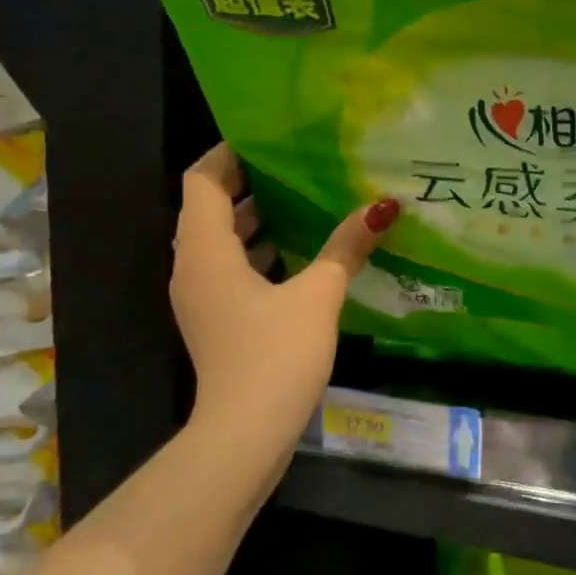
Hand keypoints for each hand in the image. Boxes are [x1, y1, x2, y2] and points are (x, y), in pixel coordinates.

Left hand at [171, 144, 396, 453]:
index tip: (266, 138)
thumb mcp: (318, 295)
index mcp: (205, 250)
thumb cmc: (275, 354)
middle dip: (248, 184)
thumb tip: (383, 207)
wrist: (244, 435)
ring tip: (303, 201)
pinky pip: (230, 271)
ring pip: (221, 243)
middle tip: (295, 165)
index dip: (228, 154)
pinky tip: (301, 256)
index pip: (202, 181)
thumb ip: (346, 247)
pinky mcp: (216, 322)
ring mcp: (201, 299)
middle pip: (209, 209)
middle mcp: (192, 268)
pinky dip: (257, 254)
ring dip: (254, 221)